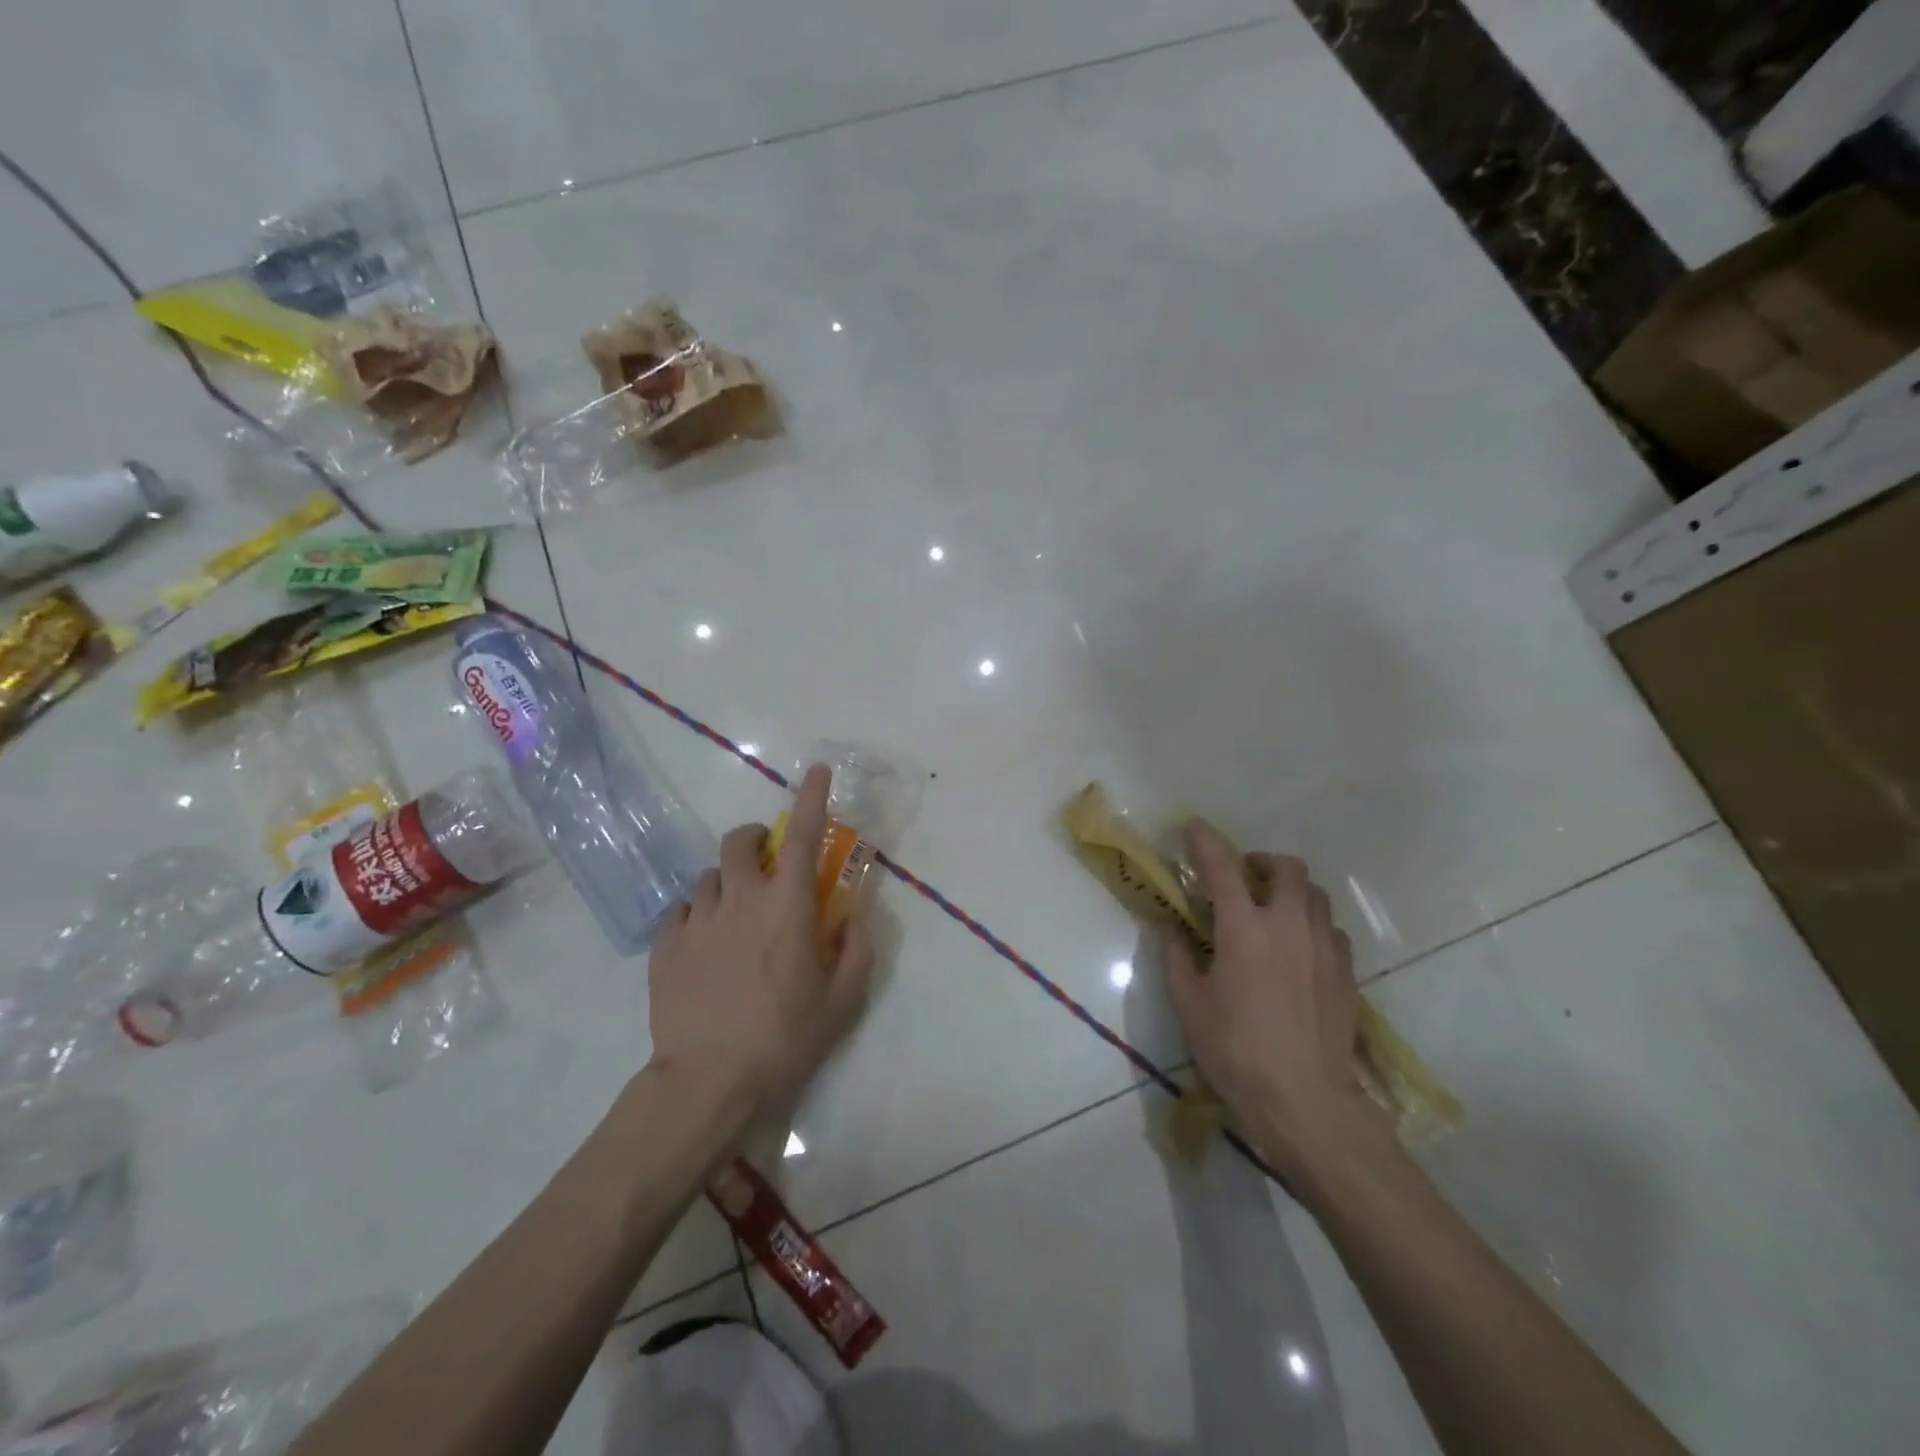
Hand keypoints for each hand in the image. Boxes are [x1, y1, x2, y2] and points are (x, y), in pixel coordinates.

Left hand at [646, 764, 874, 1139]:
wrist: (708, 1081)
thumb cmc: (785, 1038)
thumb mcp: (843, 999)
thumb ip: (857, 948)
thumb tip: (853, 916)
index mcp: (787, 905)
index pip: (803, 835)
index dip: (811, 797)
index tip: (817, 771)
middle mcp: (740, 898)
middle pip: (739, 842)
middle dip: (754, 840)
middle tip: (766, 861)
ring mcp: (697, 920)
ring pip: (709, 876)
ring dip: (727, 883)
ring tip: (735, 916)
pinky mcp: (665, 946)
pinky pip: (682, 911)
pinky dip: (699, 915)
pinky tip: (705, 945)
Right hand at [1160, 821, 1381, 1177]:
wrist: (1306, 1102)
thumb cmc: (1236, 1051)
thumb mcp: (1190, 1005)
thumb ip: (1177, 958)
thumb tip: (1170, 928)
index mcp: (1244, 929)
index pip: (1222, 868)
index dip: (1205, 841)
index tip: (1193, 825)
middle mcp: (1289, 926)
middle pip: (1288, 868)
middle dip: (1263, 861)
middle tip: (1244, 876)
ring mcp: (1324, 948)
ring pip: (1316, 896)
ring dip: (1292, 890)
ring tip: (1273, 910)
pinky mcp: (1347, 974)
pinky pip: (1332, 930)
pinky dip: (1313, 924)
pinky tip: (1299, 949)